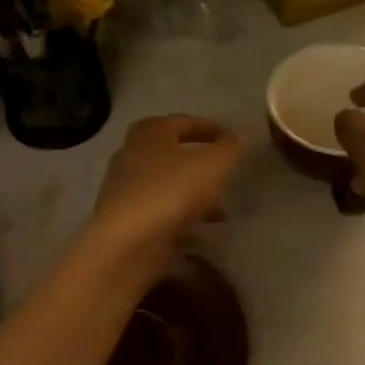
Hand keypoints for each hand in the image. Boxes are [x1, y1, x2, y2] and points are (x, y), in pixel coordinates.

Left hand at [88, 115, 243, 272]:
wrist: (126, 242)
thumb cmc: (170, 191)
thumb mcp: (212, 165)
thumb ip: (229, 148)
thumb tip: (239, 136)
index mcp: (150, 132)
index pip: (185, 122)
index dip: (212, 129)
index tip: (233, 141)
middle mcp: (133, 154)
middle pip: (174, 153)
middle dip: (202, 164)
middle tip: (225, 174)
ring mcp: (126, 187)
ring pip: (168, 184)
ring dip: (195, 193)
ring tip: (221, 209)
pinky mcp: (126, 218)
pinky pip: (161, 209)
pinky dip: (182, 214)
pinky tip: (201, 229)